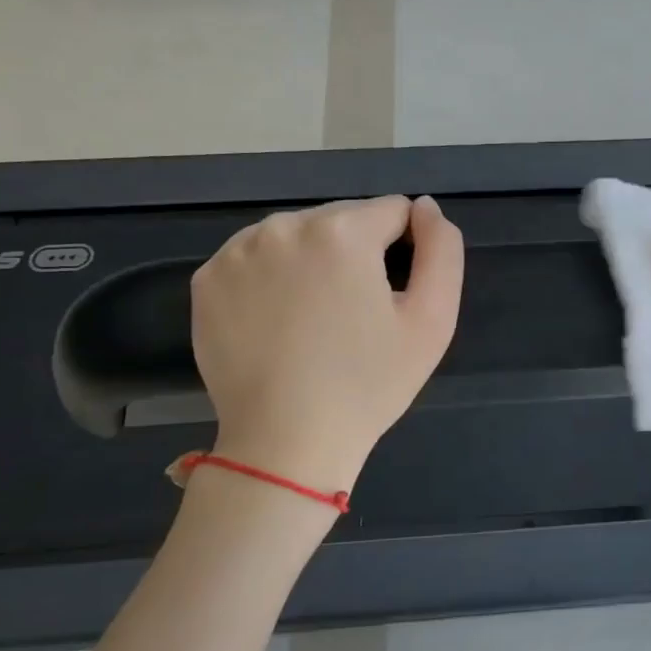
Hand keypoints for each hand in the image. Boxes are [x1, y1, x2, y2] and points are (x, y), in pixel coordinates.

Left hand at [191, 195, 463, 488]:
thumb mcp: (433, 320)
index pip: (393, 211)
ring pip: (298, 236)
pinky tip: (279, 322)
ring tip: (316, 319)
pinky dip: (273, 278)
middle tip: (357, 314)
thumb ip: (442, 251)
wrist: (286, 443)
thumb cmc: (369, 384)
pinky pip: (257, 258)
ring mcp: (238, 251)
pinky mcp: (208, 279)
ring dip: (314, 261)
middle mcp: (284, 225)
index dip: (406, 250)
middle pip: (343, 219)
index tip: (394, 297)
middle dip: (357, 253)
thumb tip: (426, 208)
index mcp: (342, 231)